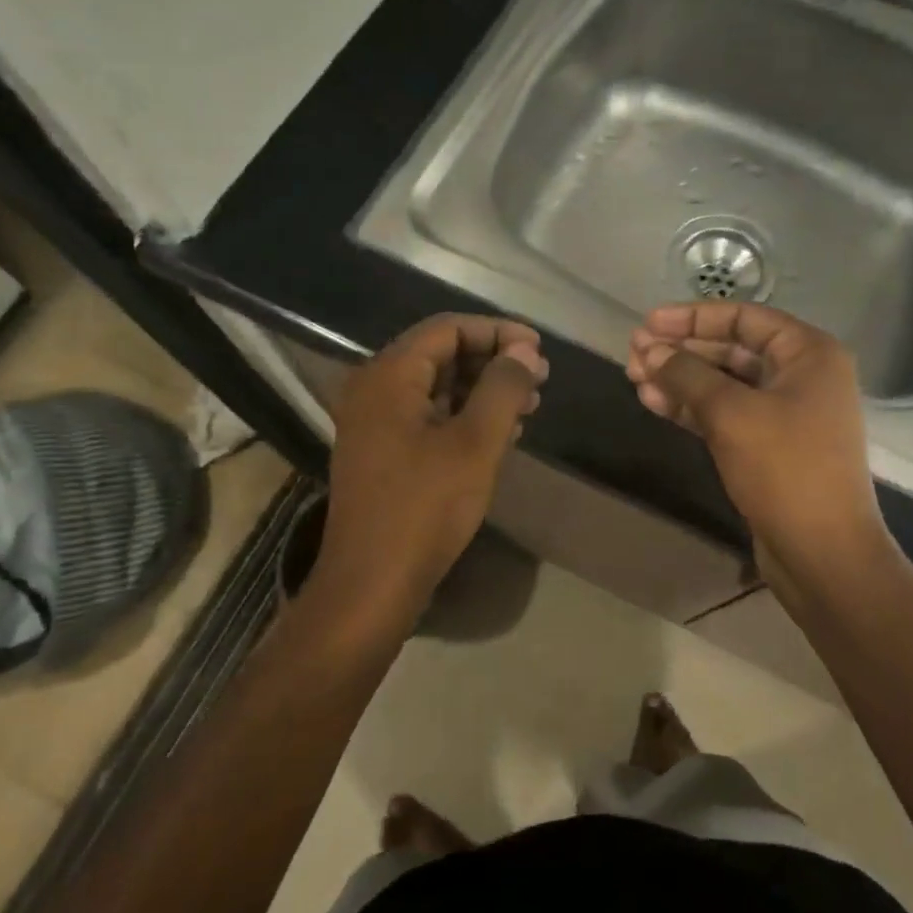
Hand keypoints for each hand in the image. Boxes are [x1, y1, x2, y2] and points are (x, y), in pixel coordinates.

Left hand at [316, 315, 547, 621]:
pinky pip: (428, 418)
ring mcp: (375, 424)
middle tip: (539, 379)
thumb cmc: (424, 507)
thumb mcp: (474, 444)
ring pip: (437, 388)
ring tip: (529, 406)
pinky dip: (465, 417)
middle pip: (440, 355)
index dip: (497, 332)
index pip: (447, 329)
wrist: (372, 584)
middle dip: (493, 362)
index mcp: (388, 376)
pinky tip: (502, 434)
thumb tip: (525, 352)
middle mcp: (374, 390)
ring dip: (483, 391)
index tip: (538, 350)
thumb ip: (502, 388)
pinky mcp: (383, 453)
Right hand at [626, 303, 889, 588]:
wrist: (822, 552)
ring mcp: (787, 413)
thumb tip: (650, 350)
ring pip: (724, 384)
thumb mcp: (731, 413)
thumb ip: (687, 374)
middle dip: (681, 350)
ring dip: (680, 379)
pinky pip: (726, 414)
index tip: (647, 323)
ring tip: (634, 378)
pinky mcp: (770, 446)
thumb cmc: (785, 469)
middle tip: (633, 353)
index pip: (743, 318)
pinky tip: (655, 403)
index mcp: (808, 353)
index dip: (691, 317)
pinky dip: (692, 407)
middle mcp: (802, 376)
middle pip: (731, 350)